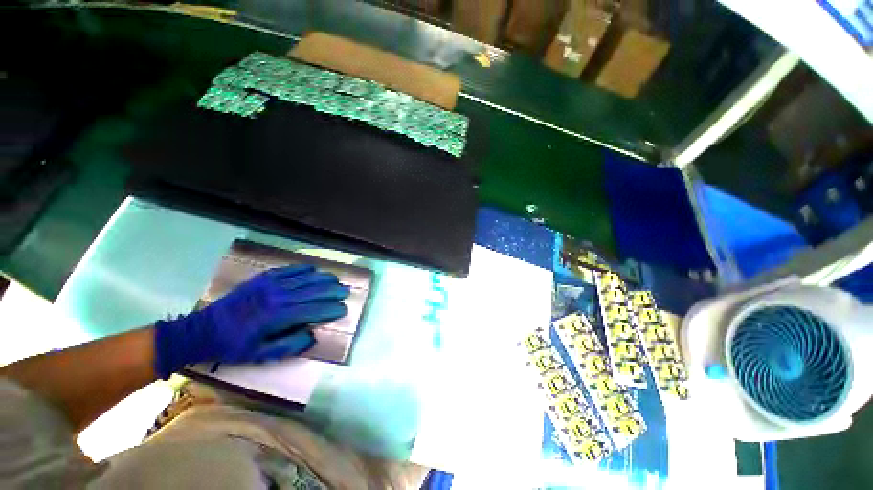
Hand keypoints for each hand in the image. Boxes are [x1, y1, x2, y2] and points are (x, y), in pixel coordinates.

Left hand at [153, 265, 349, 378]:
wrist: (202, 330)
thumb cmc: (233, 346)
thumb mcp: (260, 355)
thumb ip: (289, 346)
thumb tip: (312, 334)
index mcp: (277, 317)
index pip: (313, 310)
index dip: (330, 309)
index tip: (343, 309)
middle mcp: (278, 297)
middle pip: (313, 290)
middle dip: (332, 291)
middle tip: (346, 292)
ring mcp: (270, 284)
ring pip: (305, 278)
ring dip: (323, 278)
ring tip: (336, 279)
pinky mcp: (263, 278)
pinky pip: (289, 269)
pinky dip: (303, 268)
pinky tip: (313, 269)